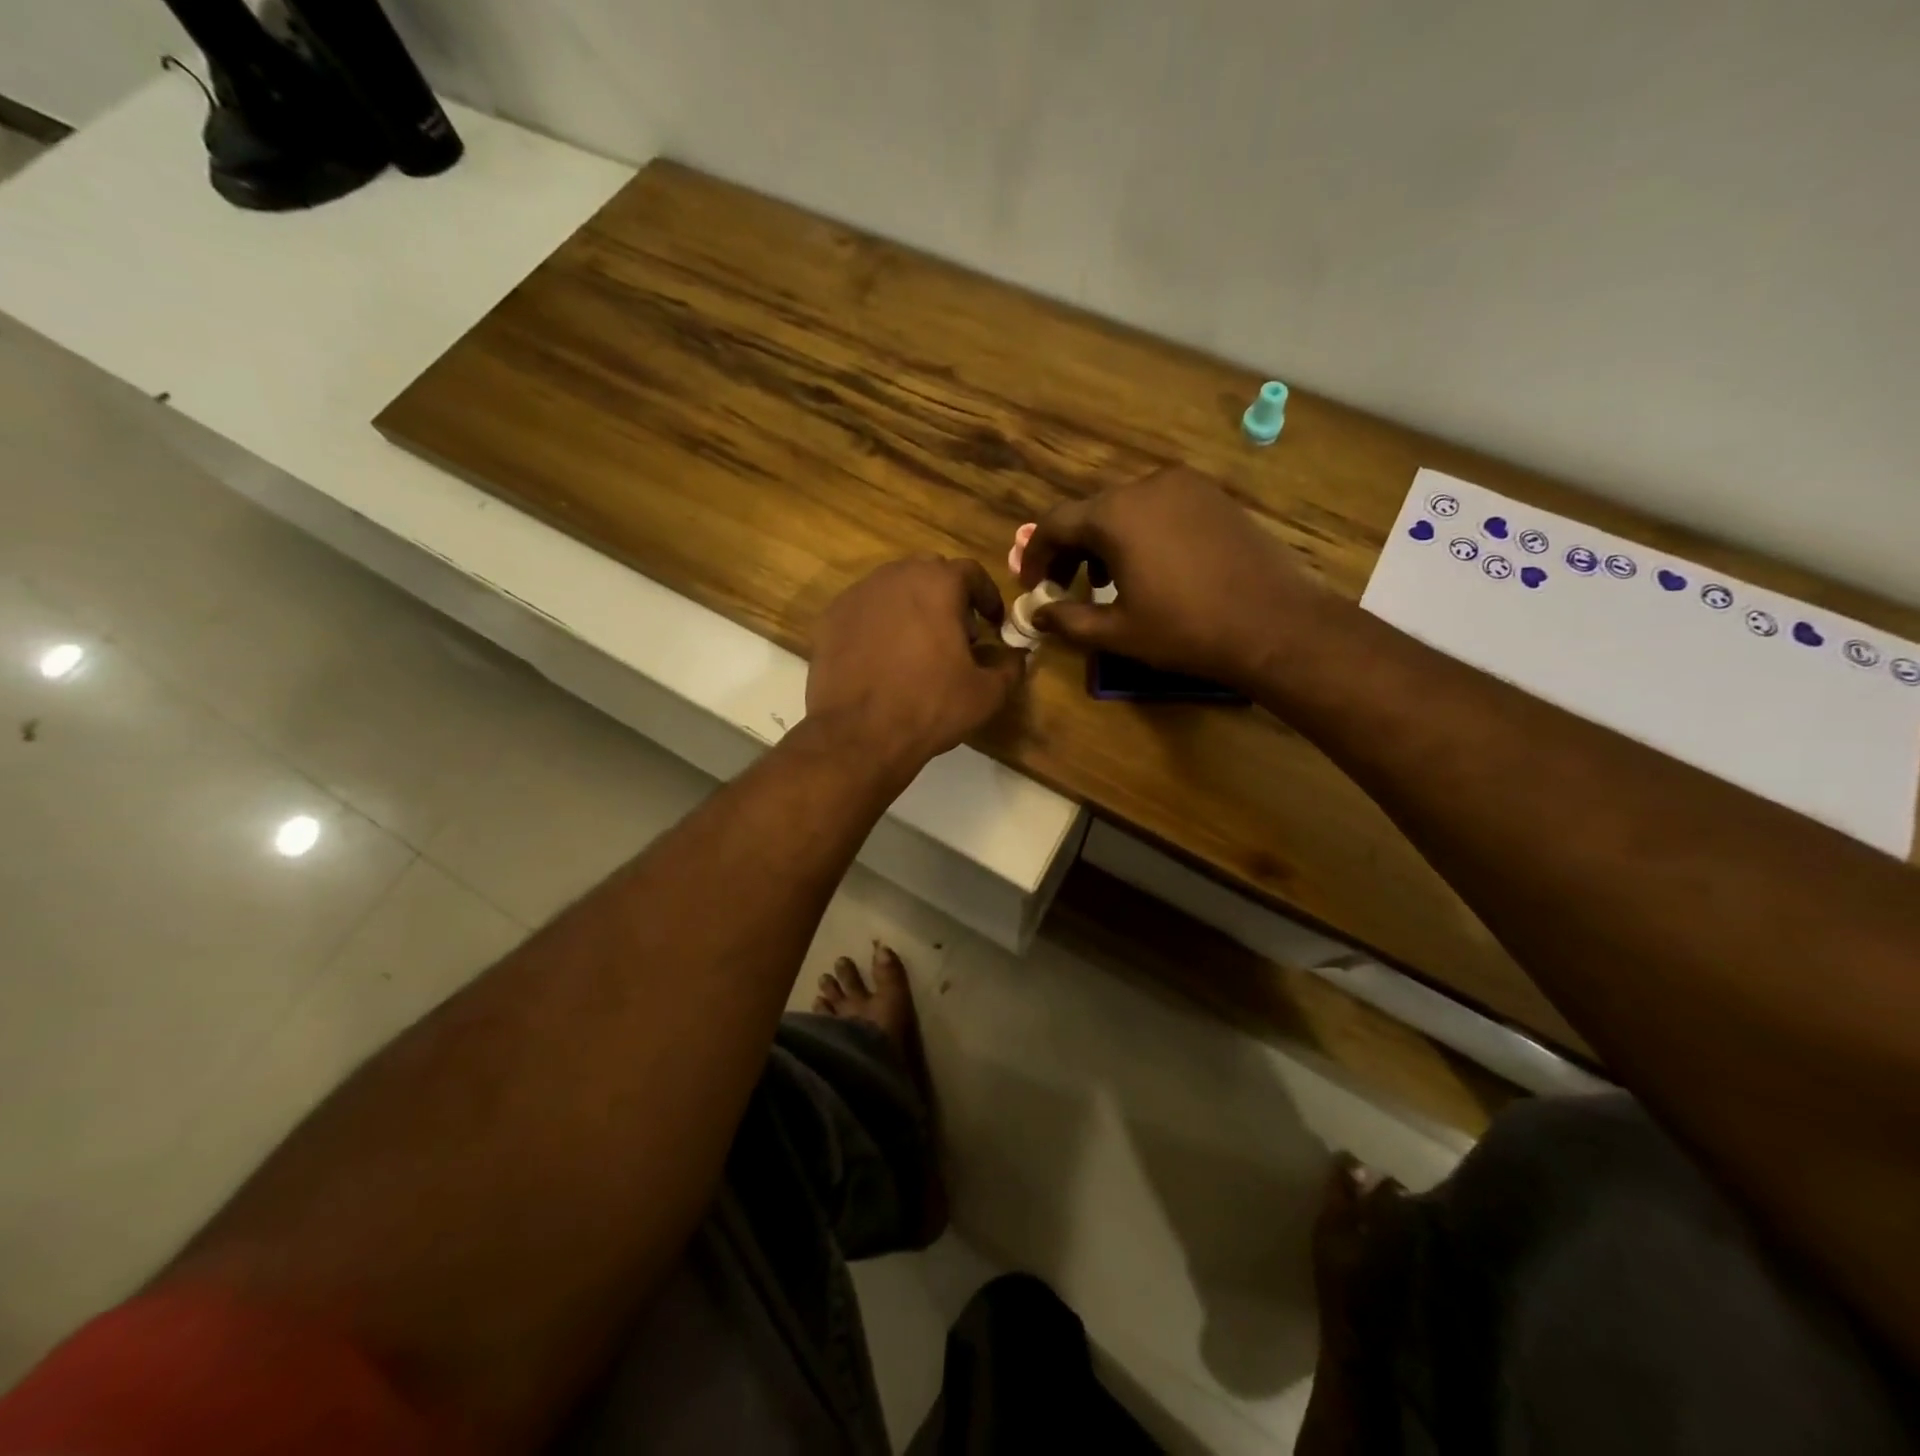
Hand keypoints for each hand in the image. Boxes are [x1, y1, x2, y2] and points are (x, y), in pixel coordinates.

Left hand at [808, 556, 1023, 777]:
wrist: (858, 735)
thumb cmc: (930, 707)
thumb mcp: (986, 694)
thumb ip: (1009, 667)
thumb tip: (1017, 656)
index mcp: (937, 584)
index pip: (971, 572)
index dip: (987, 596)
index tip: (993, 622)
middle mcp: (894, 577)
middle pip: (929, 572)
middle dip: (948, 596)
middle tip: (958, 633)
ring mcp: (857, 595)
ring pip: (893, 588)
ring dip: (913, 607)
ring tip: (919, 646)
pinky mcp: (830, 619)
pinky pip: (864, 610)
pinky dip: (880, 623)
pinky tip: (884, 657)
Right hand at [1019, 468, 1328, 687]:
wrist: (1275, 624)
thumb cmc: (1186, 630)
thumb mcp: (1117, 632)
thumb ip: (1068, 619)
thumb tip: (1038, 616)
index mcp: (1116, 514)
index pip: (1056, 523)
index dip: (1035, 556)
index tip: (1032, 586)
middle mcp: (1147, 485)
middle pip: (1091, 512)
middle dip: (1071, 549)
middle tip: (1065, 585)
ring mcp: (1186, 486)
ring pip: (1126, 507)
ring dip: (1105, 541)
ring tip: (1106, 581)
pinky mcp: (1214, 496)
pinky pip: (1160, 507)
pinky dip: (1140, 532)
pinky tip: (1149, 567)